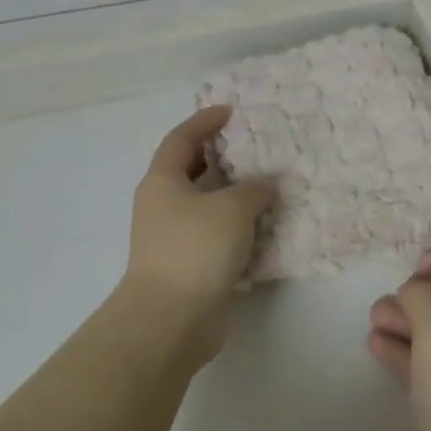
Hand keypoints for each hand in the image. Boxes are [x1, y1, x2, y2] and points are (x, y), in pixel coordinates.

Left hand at [121, 106, 275, 364]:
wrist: (171, 320)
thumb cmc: (195, 249)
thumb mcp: (232, 208)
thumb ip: (254, 189)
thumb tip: (266, 185)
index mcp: (163, 181)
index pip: (181, 138)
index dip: (204, 121)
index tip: (231, 111)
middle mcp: (163, 205)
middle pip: (192, 170)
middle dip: (221, 157)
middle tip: (255, 146)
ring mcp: (173, 238)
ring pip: (206, 205)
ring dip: (233, 195)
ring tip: (268, 184)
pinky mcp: (188, 266)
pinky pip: (215, 235)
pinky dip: (237, 227)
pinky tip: (264, 225)